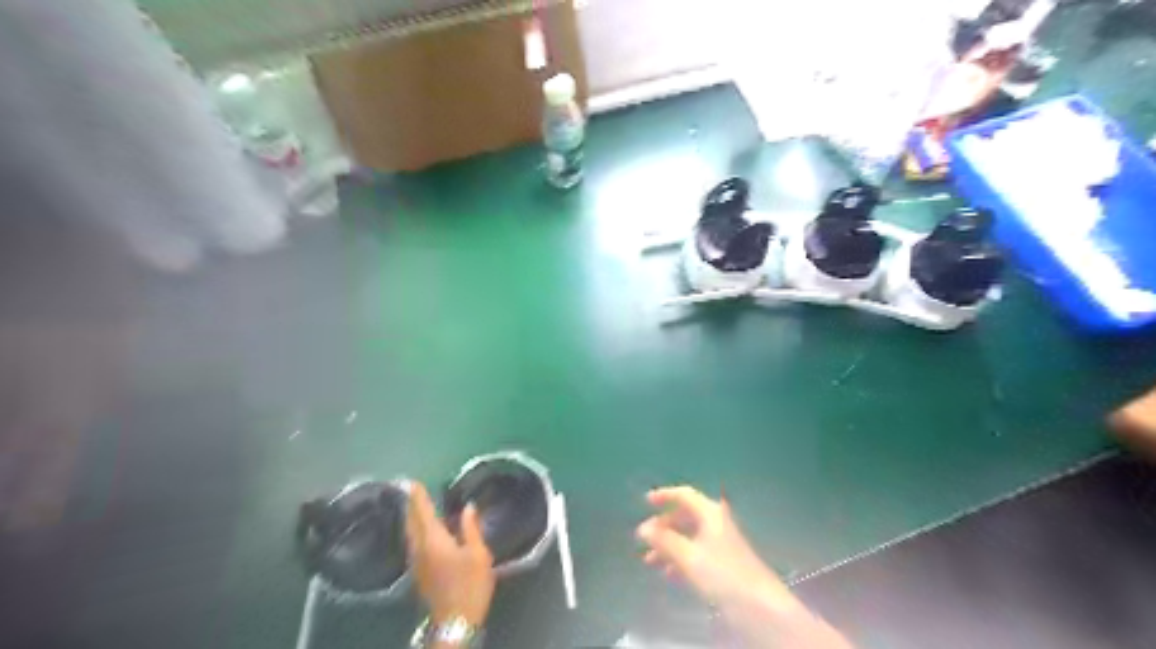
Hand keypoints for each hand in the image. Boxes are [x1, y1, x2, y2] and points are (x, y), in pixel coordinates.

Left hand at [406, 483, 497, 625]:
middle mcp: (420, 549)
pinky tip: (422, 532)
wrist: (455, 622)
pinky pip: (413, 544)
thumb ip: (471, 528)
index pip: (422, 513)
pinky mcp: (419, 574)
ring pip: (410, 534)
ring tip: (416, 508)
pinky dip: (415, 531)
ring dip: (411, 519)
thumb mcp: (478, 554)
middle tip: (414, 492)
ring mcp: (417, 563)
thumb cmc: (470, 585)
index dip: (418, 498)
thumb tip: (467, 507)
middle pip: (411, 523)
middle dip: (412, 507)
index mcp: (434, 541)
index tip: (413, 483)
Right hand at [636, 486, 789, 613]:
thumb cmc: (722, 574)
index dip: (664, 495)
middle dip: (663, 526)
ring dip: (668, 545)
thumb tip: (642, 528)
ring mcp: (720, 543)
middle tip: (644, 538)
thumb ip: (664, 540)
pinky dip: (679, 558)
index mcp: (710, 513)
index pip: (684, 495)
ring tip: (649, 561)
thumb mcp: (688, 556)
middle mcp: (715, 523)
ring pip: (688, 536)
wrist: (760, 606)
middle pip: (685, 516)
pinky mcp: (722, 563)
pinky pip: (695, 552)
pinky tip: (667, 573)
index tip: (645, 501)